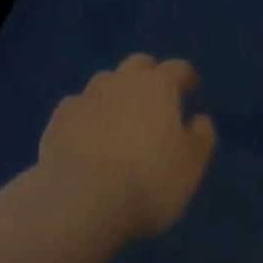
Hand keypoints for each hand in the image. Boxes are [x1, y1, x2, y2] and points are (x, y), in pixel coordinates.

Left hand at [37, 54, 217, 239]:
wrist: (81, 198)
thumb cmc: (147, 181)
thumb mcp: (190, 167)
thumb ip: (201, 138)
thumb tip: (200, 119)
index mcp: (159, 85)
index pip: (178, 68)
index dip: (186, 78)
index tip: (190, 89)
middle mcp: (123, 79)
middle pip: (139, 64)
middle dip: (148, 76)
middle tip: (152, 101)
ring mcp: (89, 94)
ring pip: (106, 82)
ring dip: (114, 94)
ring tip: (117, 121)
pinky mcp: (61, 116)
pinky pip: (78, 107)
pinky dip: (85, 116)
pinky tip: (85, 138)